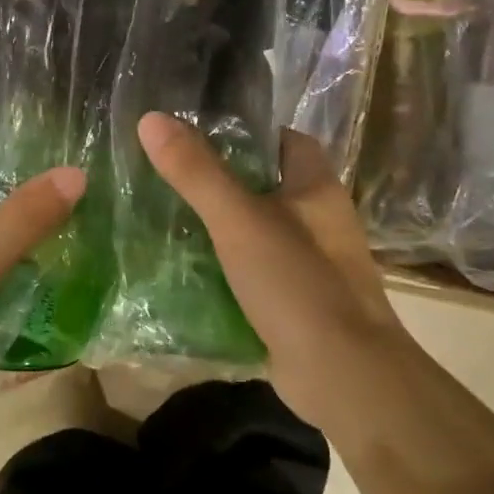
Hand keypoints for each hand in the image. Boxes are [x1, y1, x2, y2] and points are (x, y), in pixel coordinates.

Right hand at [138, 113, 410, 423]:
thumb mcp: (239, 220)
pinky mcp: (293, 304)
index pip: (284, 142)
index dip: (246, 134)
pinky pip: (251, 275)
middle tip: (167, 178)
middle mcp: (318, 223)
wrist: (342, 375)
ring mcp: (308, 266)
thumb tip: (151, 119)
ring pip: (255, 234)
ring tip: (163, 220)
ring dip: (217, 230)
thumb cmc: (297, 283)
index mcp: (316, 190)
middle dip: (220, 183)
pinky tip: (182, 273)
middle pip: (265, 188)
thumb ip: (196, 172)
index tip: (197, 136)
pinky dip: (222, 272)